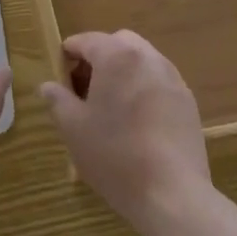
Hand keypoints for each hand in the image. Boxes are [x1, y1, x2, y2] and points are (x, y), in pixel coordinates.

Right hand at [40, 30, 210, 235]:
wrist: (173, 195)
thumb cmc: (115, 155)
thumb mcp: (73, 129)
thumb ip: (58, 100)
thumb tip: (48, 86)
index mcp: (116, 56)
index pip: (86, 40)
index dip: (68, 56)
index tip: (60, 80)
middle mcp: (147, 57)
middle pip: (117, 43)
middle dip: (99, 58)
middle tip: (85, 90)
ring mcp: (172, 78)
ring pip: (141, 60)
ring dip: (123, 72)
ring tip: (112, 107)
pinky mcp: (188, 101)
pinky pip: (159, 82)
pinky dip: (144, 89)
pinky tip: (138, 122)